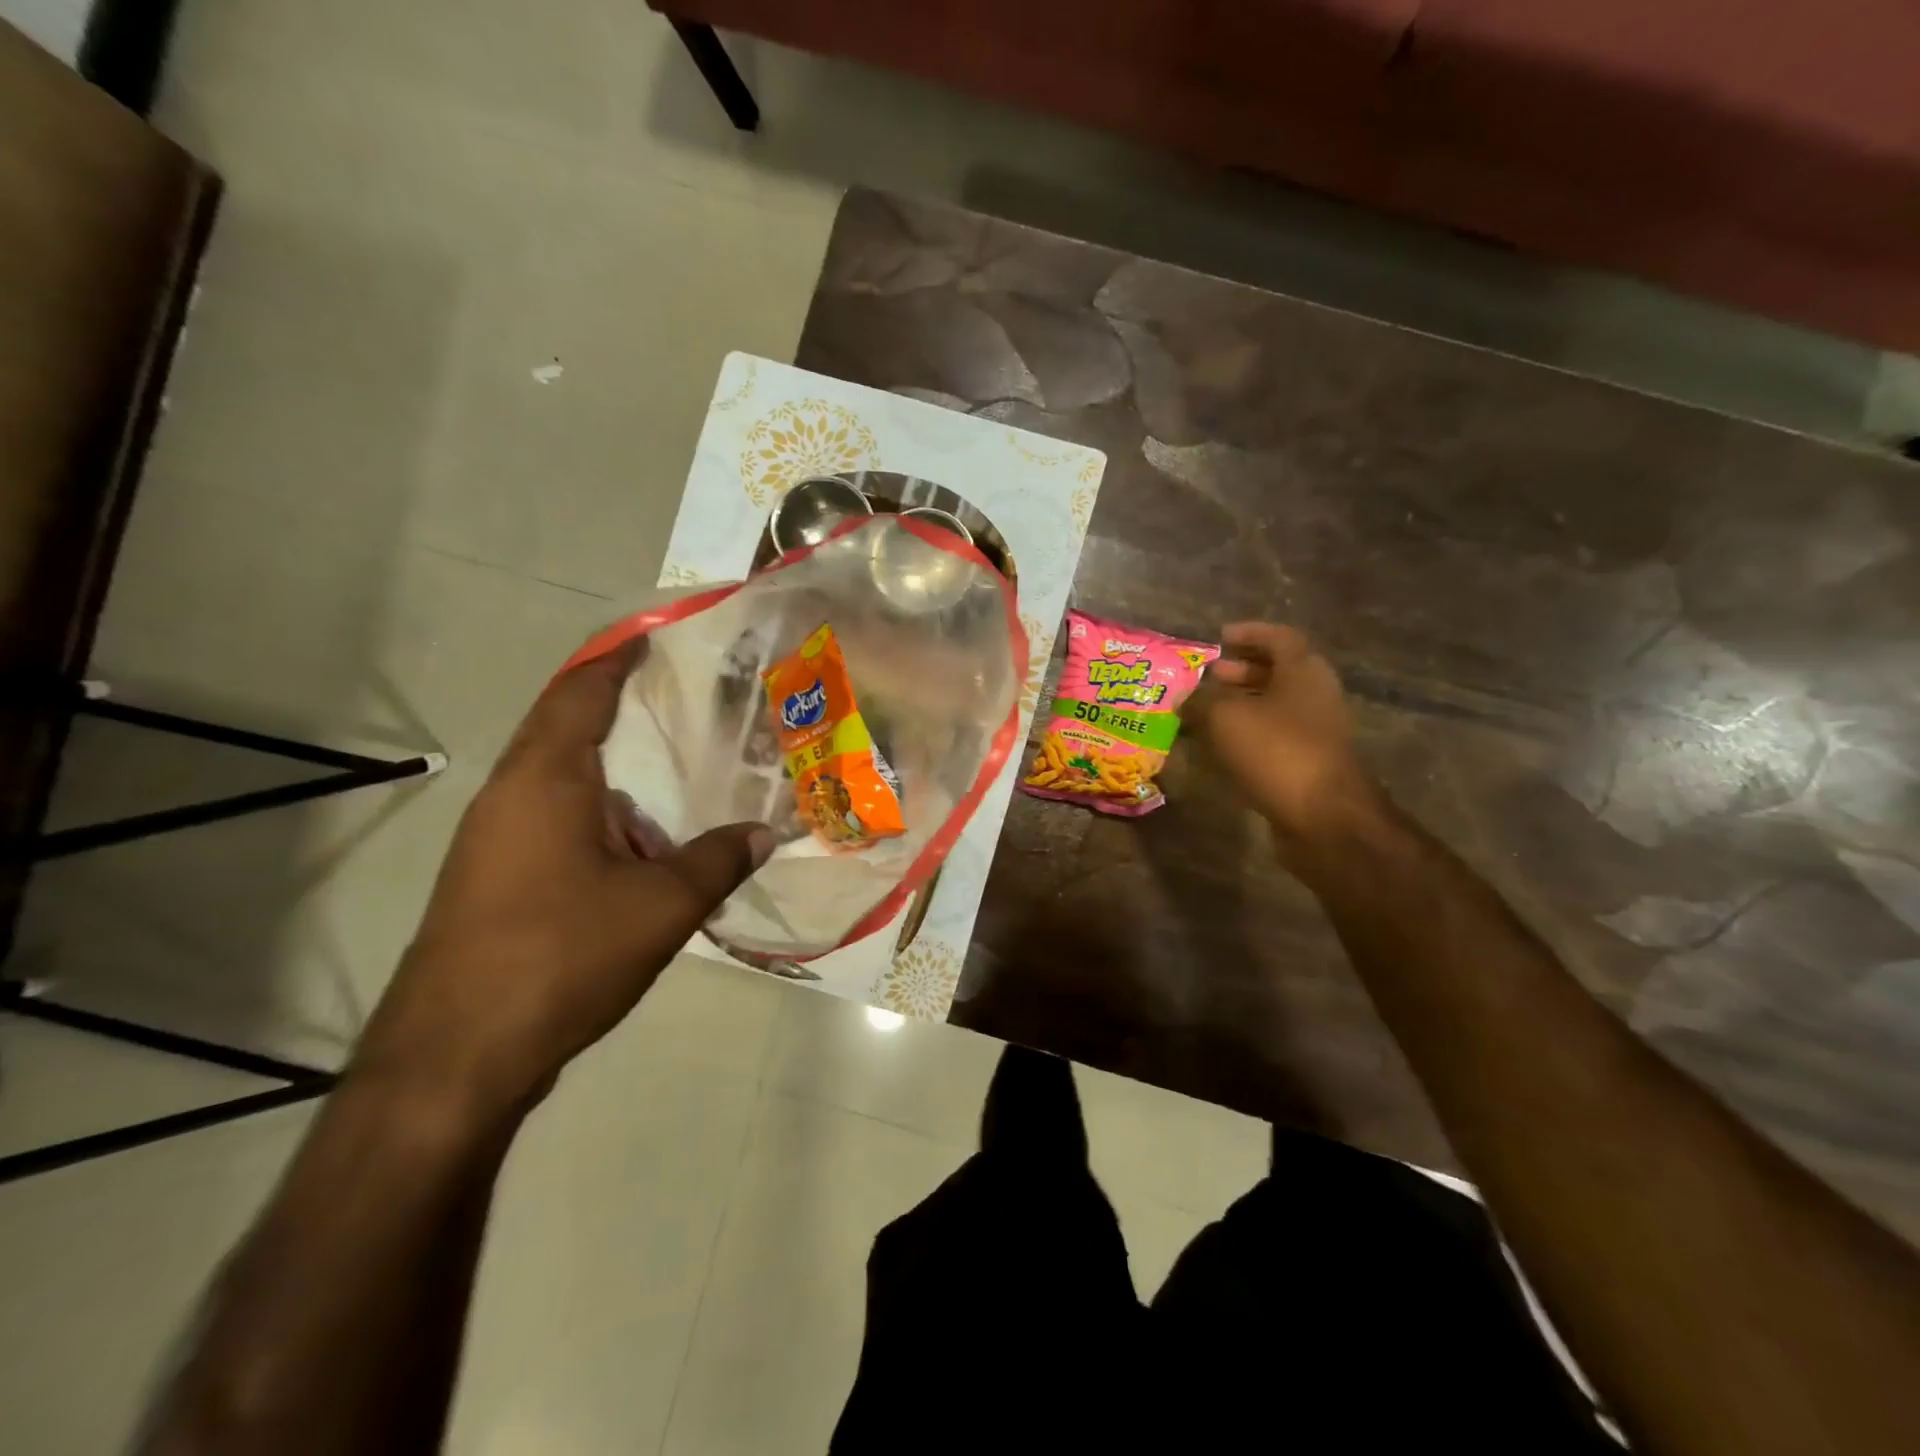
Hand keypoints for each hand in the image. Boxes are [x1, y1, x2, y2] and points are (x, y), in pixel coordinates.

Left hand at [352, 643, 771, 1116]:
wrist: (455, 1058)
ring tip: (676, 767)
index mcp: (545, 780)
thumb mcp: (661, 906)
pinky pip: (556, 820)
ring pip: (562, 780)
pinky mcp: (495, 880)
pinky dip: (602, 813)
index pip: (581, 691)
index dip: (618, 658)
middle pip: (565, 726)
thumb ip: (718, 861)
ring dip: (614, 769)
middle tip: (683, 697)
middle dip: (619, 706)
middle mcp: (512, 796)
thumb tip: (765, 833)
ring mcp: (495, 840)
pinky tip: (644, 842)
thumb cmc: (560, 956)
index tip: (657, 637)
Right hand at [1185, 622, 1380, 844]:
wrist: (1323, 817)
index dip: (1249, 633)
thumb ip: (1201, 701)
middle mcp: (1315, 695)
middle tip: (1207, 677)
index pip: (1278, 637)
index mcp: (1303, 671)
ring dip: (1240, 705)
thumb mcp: (1226, 718)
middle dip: (1240, 671)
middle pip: (1277, 672)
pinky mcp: (1308, 762)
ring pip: (1273, 706)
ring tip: (1203, 712)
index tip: (1219, 637)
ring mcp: (1315, 731)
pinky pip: (1273, 736)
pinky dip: (1246, 734)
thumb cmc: (1277, 751)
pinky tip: (1218, 746)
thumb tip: (1184, 698)